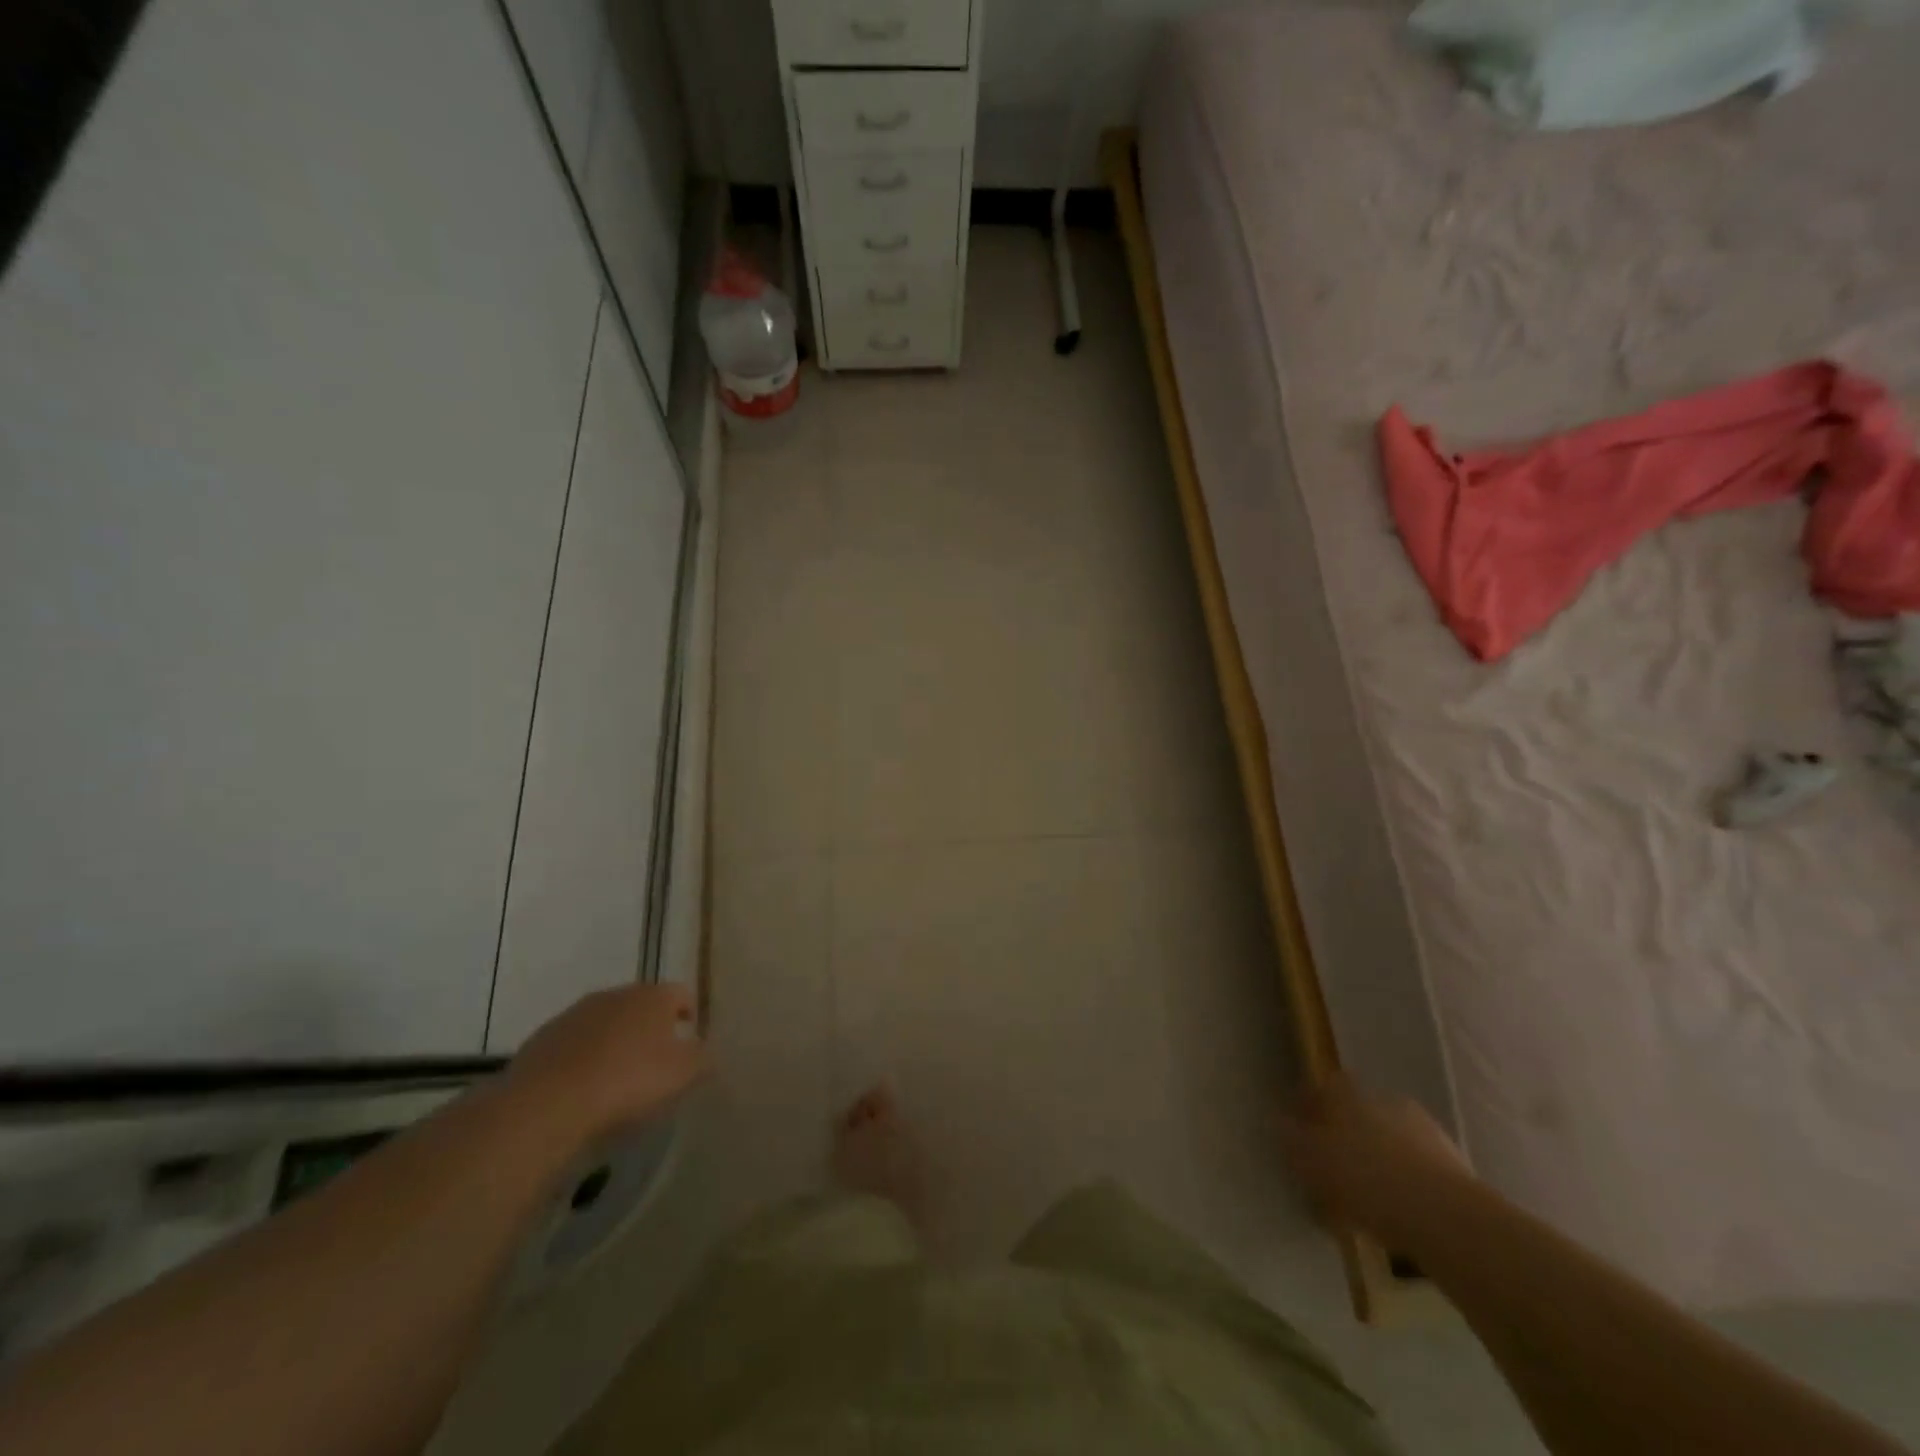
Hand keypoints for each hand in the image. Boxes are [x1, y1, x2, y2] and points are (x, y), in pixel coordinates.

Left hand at [507, 983, 707, 1141]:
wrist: (546, 1104)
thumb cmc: (628, 1081)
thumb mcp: (682, 1074)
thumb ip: (701, 1057)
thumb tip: (705, 1050)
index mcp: (653, 996)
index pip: (681, 994)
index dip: (688, 1016)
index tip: (689, 1042)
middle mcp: (615, 994)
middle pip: (641, 1005)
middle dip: (650, 1028)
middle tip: (655, 1062)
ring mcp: (574, 1014)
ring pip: (605, 1023)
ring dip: (614, 1041)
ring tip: (616, 1078)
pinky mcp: (542, 1039)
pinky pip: (573, 1044)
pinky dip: (582, 1059)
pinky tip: (582, 1088)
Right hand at [1280, 1073, 1472, 1251]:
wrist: (1447, 1220)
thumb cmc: (1366, 1181)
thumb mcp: (1312, 1161)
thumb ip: (1292, 1140)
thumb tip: (1279, 1122)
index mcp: (1349, 1095)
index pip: (1323, 1087)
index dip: (1310, 1106)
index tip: (1299, 1131)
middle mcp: (1385, 1102)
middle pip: (1357, 1113)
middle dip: (1344, 1135)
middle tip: (1331, 1167)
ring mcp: (1424, 1132)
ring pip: (1388, 1141)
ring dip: (1376, 1160)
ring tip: (1363, 1199)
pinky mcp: (1453, 1167)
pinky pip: (1414, 1171)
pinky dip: (1402, 1185)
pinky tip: (1393, 1214)